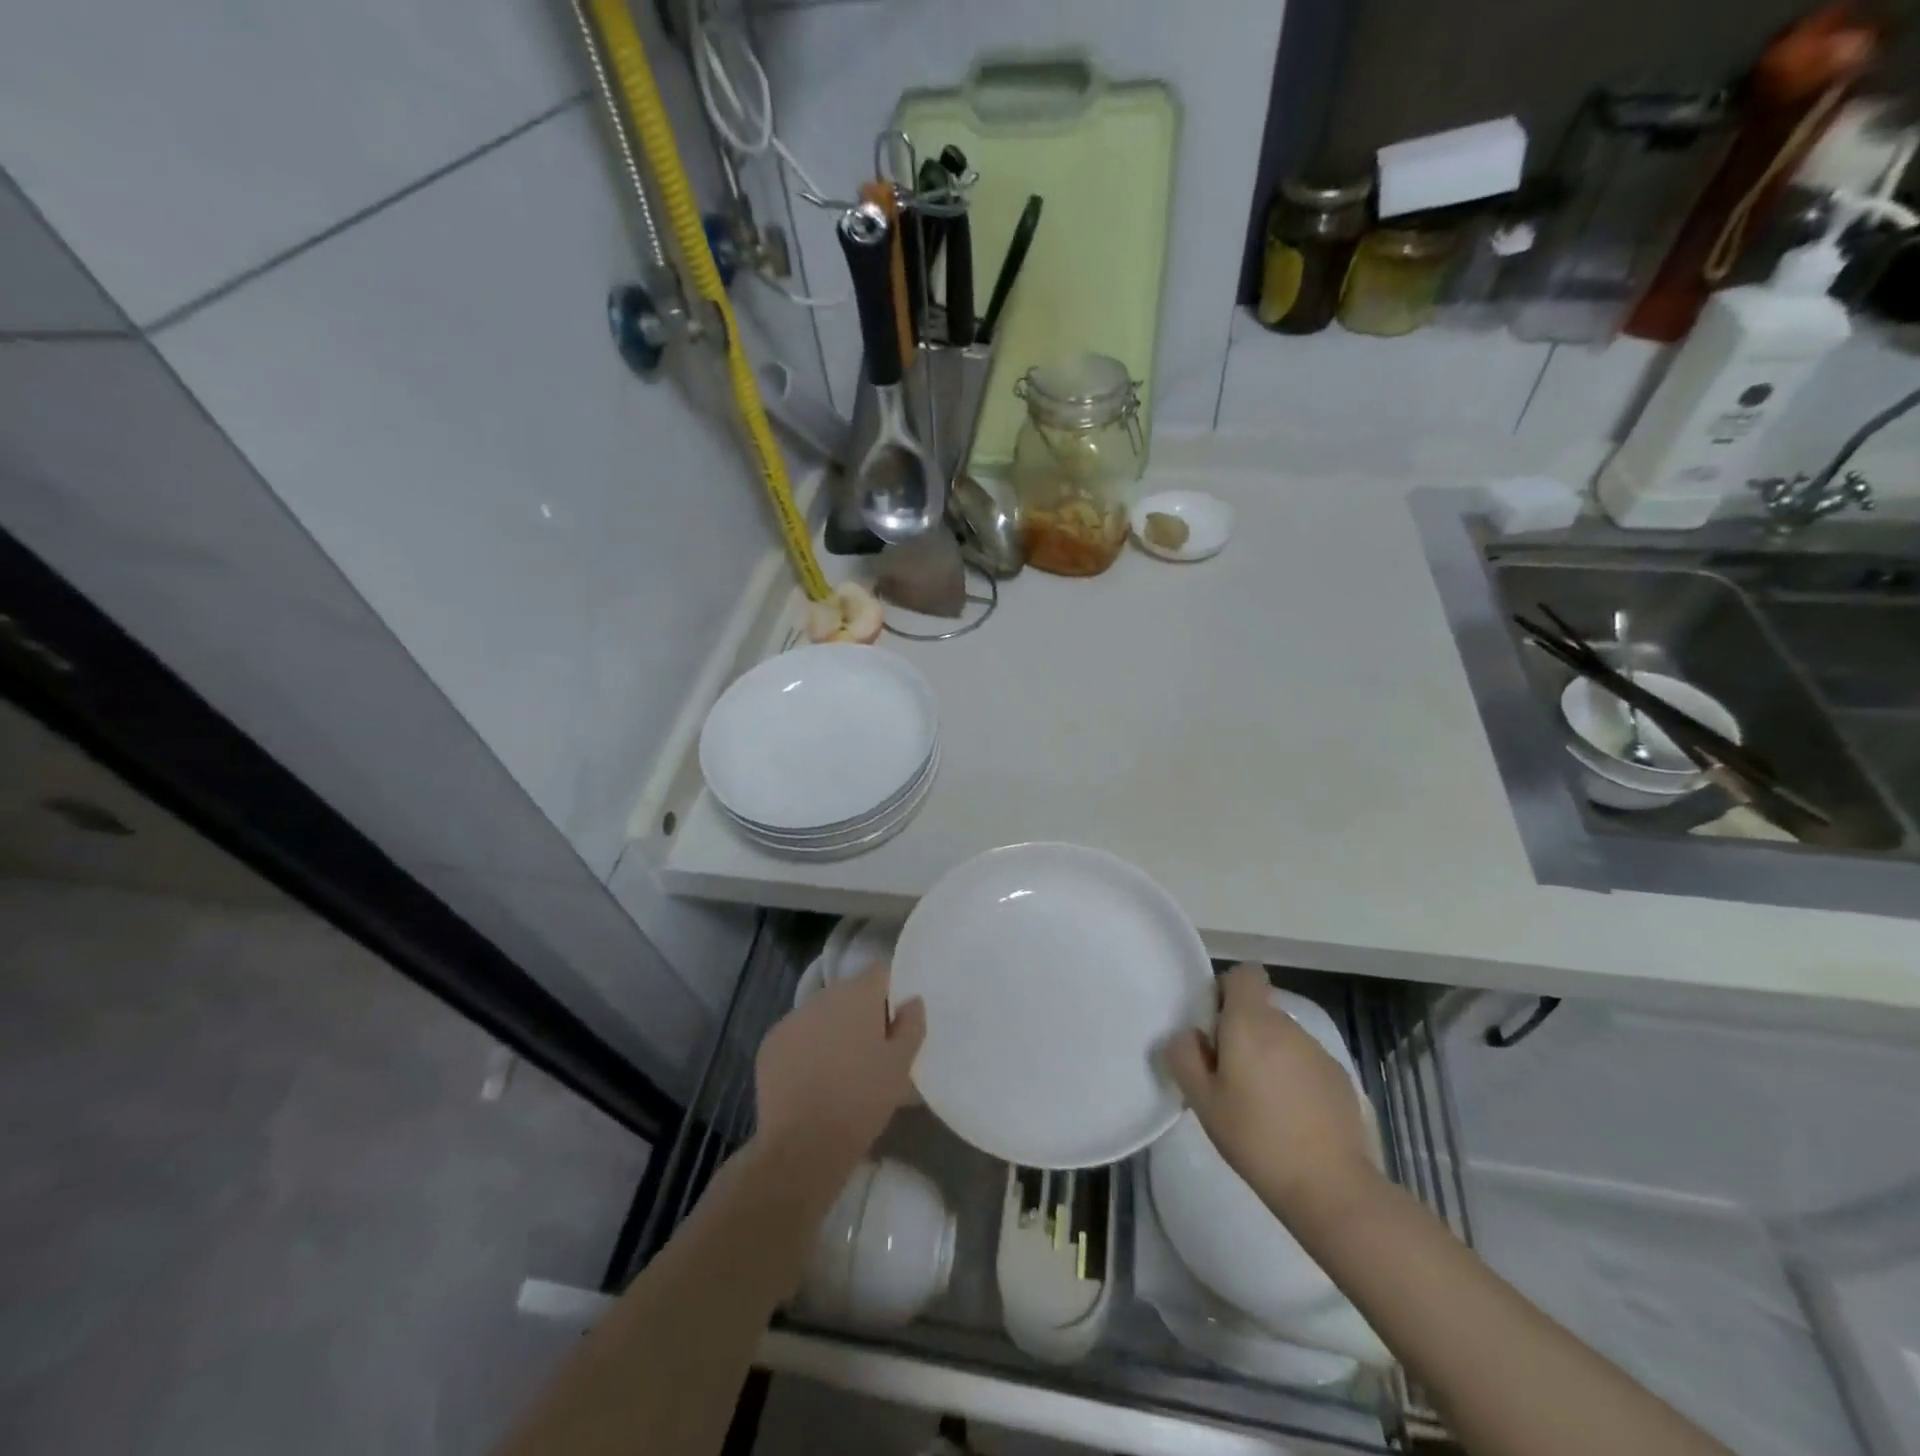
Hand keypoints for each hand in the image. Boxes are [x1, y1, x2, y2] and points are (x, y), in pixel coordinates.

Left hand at [754, 964, 924, 1175]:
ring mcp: (792, 1018)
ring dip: (831, 1030)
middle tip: (869, 1051)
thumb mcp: (901, 1065)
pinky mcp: (769, 1043)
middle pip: (847, 993)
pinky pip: (796, 1035)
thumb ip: (911, 1025)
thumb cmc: (862, 1099)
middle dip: (859, 1014)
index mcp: (857, 995)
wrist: (803, 1144)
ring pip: (820, 1014)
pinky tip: (811, 1080)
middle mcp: (822, 997)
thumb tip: (912, 1000)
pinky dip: (805, 1048)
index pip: (878, 973)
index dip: (888, 994)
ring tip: (838, 1068)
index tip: (892, 1024)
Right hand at [1163, 963, 1378, 1224]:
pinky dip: (1294, 1077)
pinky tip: (1291, 1117)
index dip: (1227, 990)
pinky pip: (1305, 1062)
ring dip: (1268, 1055)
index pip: (1244, 973)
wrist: (1331, 1186)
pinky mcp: (1339, 1078)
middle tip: (1229, 1075)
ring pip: (1282, 1037)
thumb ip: (1185, 1056)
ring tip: (1261, 1102)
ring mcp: (1317, 1051)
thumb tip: (1188, 1035)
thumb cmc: (1256, 1138)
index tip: (1216, 1026)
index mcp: (1250, 1022)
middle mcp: (1286, 1025)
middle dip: (1242, 1030)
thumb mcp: (1202, 1100)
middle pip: (1260, 1008)